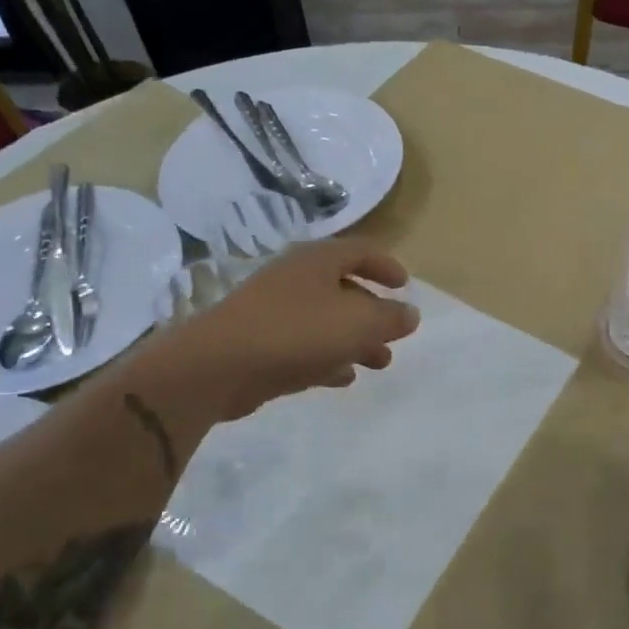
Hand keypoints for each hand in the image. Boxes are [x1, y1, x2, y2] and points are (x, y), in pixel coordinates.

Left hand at [156, 238, 420, 420]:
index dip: (386, 266)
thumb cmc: (296, 332)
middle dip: (374, 313)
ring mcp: (275, 311)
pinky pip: (304, 346)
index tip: (405, 286)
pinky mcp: (261, 343)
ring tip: (379, 363)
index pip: (360, 251)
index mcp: (318, 261)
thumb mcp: (358, 323)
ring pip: (326, 321)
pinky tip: (343, 377)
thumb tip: (410, 314)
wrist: (219, 366)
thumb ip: (390, 318)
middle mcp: (296, 279)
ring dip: (356, 340)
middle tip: (395, 336)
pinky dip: (328, 357)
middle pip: (344, 289)